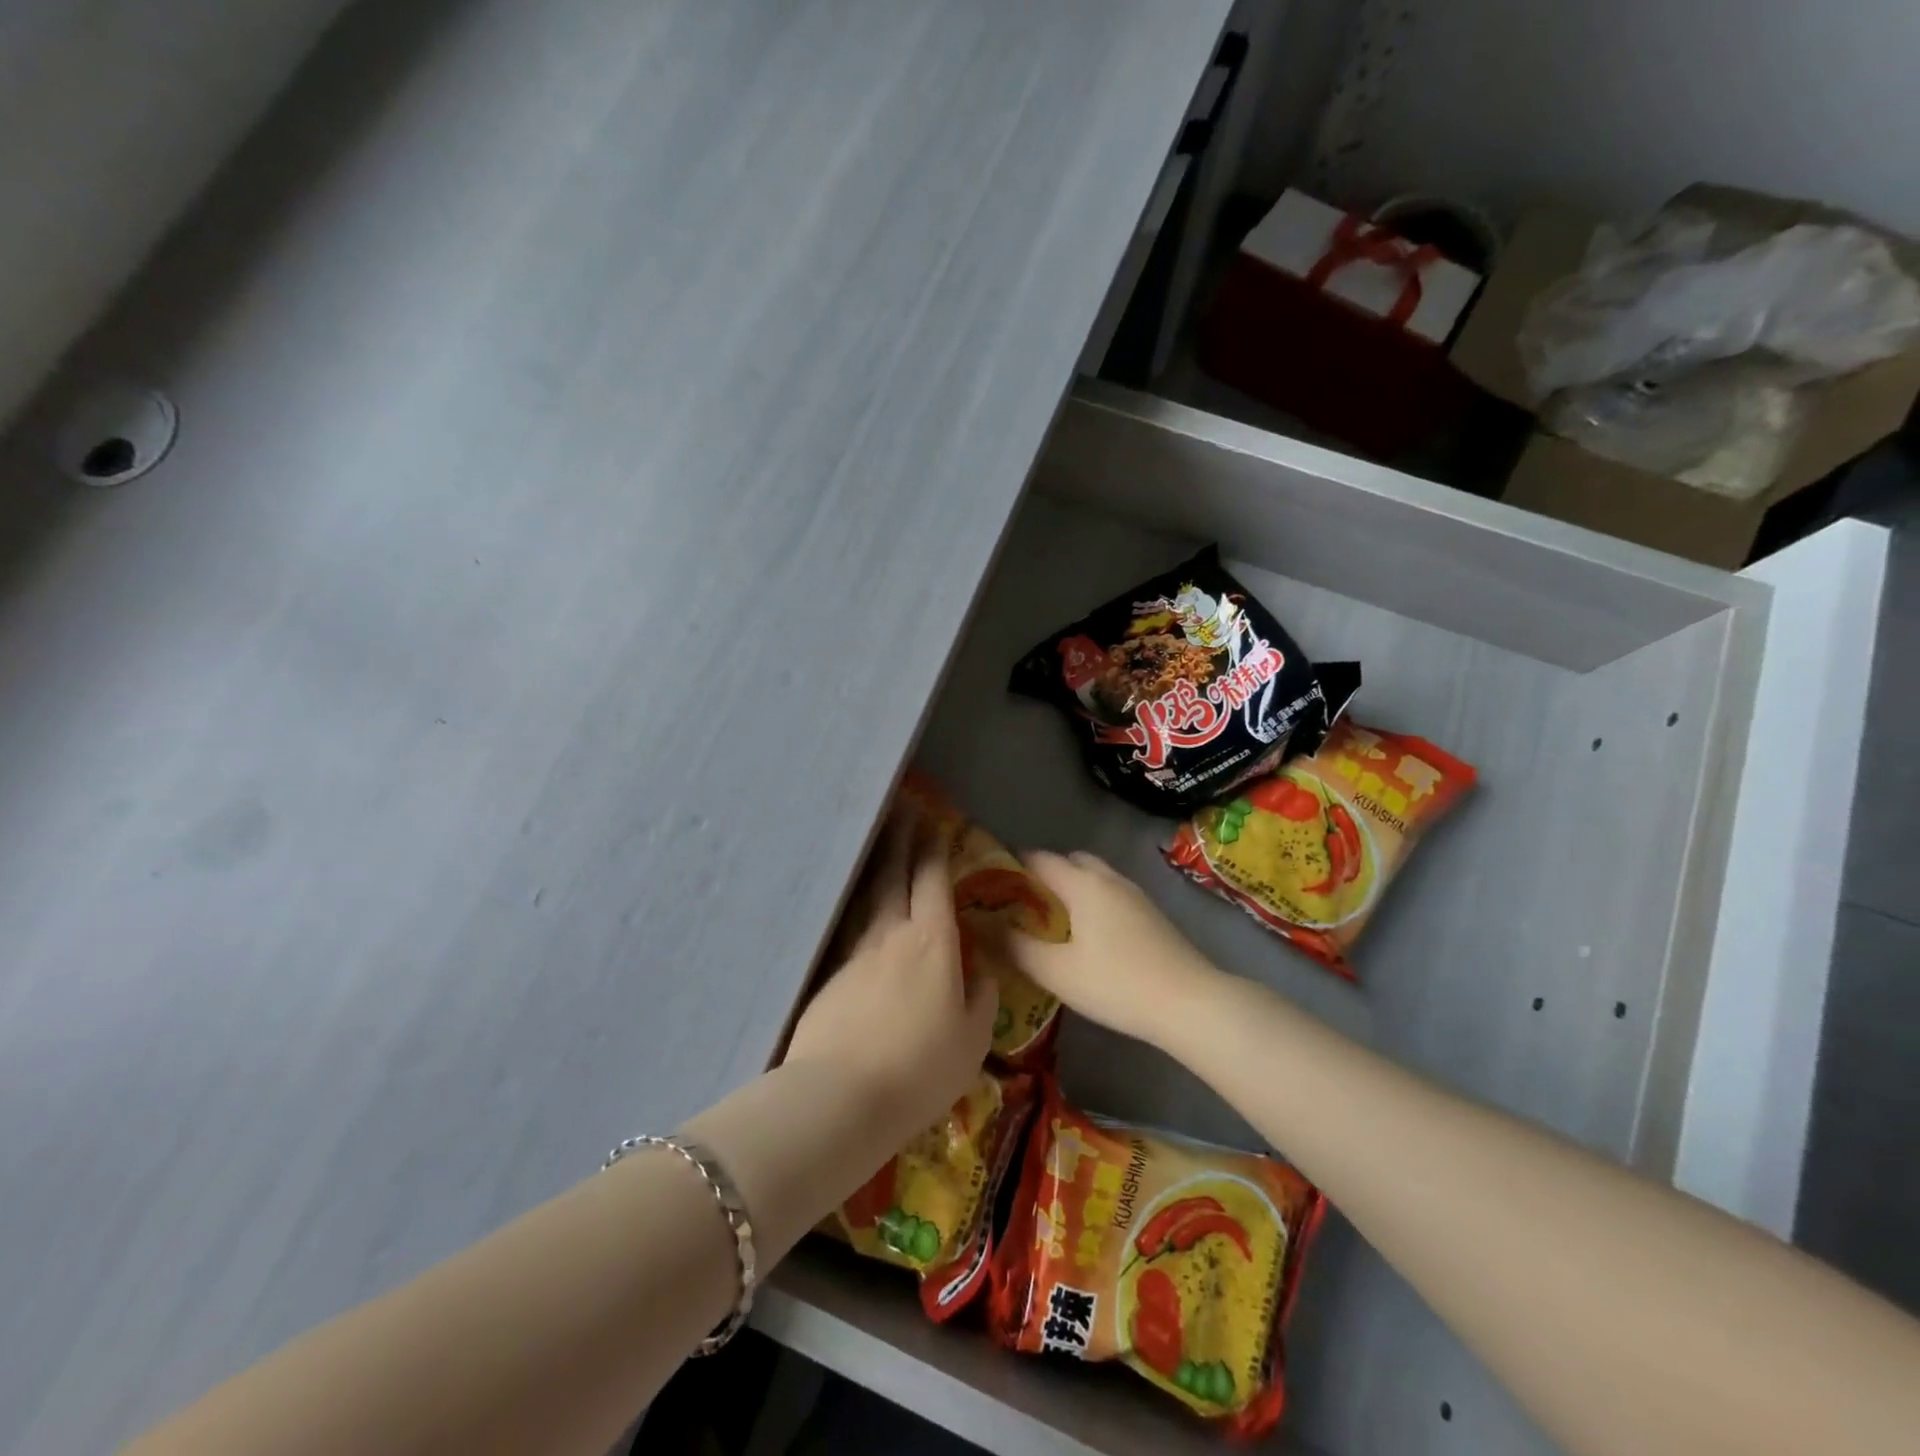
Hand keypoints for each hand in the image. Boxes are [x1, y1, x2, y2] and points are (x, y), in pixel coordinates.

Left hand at [784, 803, 997, 1149]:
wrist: (840, 1097)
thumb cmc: (920, 1069)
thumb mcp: (970, 1041)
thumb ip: (980, 1000)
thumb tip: (982, 974)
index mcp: (933, 942)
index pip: (933, 881)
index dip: (934, 849)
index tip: (933, 823)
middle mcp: (891, 934)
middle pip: (894, 874)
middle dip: (901, 839)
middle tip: (902, 809)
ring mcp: (855, 952)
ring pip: (869, 896)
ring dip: (877, 865)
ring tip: (881, 844)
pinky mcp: (830, 974)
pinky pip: (852, 927)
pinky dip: (860, 907)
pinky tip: (861, 909)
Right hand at [994, 851, 1224, 1048]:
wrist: (1190, 1002)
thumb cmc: (1117, 983)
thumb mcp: (1057, 971)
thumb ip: (1016, 948)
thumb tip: (983, 928)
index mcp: (1082, 883)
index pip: (1038, 859)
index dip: (1012, 865)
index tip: (990, 882)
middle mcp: (1108, 878)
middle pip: (1069, 861)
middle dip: (1043, 875)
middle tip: (1022, 904)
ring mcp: (1134, 894)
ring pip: (1093, 877)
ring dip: (1070, 888)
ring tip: (1051, 921)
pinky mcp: (1151, 914)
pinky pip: (1110, 893)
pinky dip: (1091, 901)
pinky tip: (1088, 935)